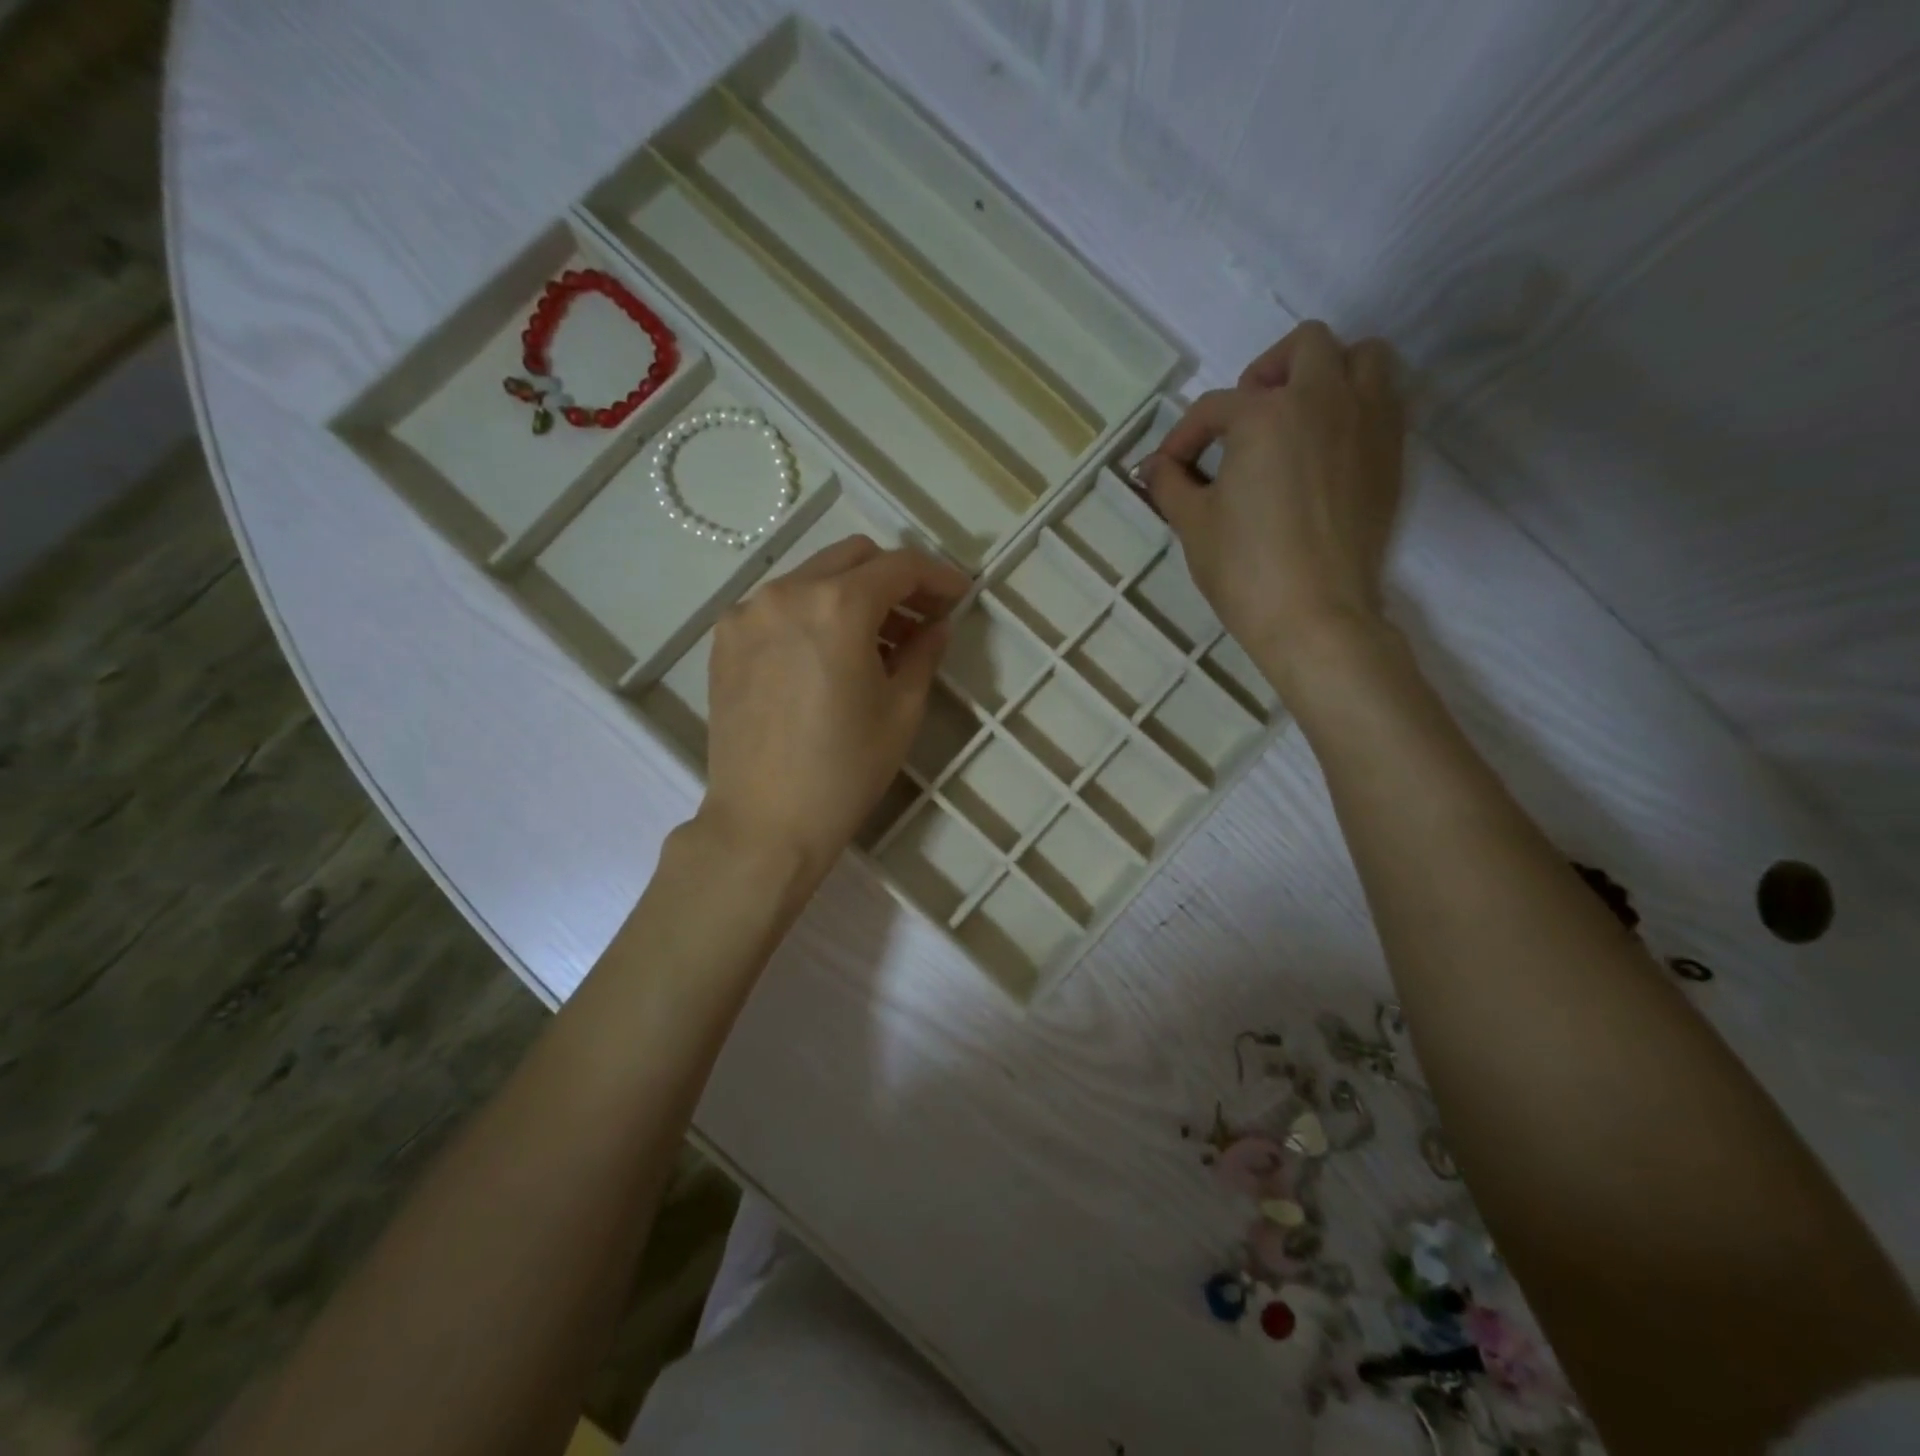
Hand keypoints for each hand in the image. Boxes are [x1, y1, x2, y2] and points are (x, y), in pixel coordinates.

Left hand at [700, 535, 969, 884]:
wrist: (765, 822)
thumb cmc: (845, 770)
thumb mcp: (901, 711)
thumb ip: (923, 653)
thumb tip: (936, 625)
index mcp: (837, 606)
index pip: (898, 567)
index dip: (937, 576)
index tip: (959, 595)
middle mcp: (787, 593)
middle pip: (852, 558)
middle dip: (893, 578)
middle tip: (920, 616)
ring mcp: (748, 613)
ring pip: (813, 577)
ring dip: (852, 595)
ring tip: (878, 641)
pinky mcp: (726, 640)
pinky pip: (780, 605)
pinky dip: (813, 613)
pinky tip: (828, 654)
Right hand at [1139, 321, 1405, 693]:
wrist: (1315, 615)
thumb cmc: (1244, 568)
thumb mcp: (1193, 524)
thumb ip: (1171, 484)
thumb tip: (1155, 466)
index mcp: (1266, 414)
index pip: (1215, 408)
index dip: (1184, 436)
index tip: (1170, 468)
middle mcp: (1323, 400)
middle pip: (1304, 347)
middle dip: (1267, 371)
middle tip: (1246, 417)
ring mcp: (1367, 423)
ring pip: (1360, 358)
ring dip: (1326, 373)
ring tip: (1297, 418)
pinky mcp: (1391, 454)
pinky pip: (1383, 400)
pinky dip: (1355, 406)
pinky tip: (1326, 449)